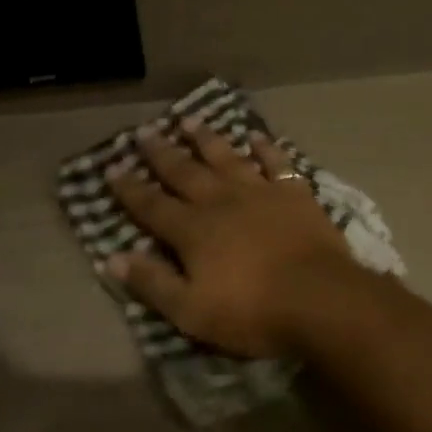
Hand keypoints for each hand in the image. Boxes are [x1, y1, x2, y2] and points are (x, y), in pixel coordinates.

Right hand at [104, 119, 358, 357]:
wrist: (319, 298)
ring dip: (206, 139)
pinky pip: (276, 162)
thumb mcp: (191, 311)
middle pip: (185, 172)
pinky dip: (265, 148)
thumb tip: (112, 258)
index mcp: (193, 230)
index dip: (129, 188)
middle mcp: (221, 201)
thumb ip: (153, 283)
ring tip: (190, 120)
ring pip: (226, 157)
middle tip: (145, 132)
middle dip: (162, 153)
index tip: (112, 167)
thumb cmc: (252, 312)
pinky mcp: (294, 193)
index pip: (151, 205)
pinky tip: (256, 136)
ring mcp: (260, 192)